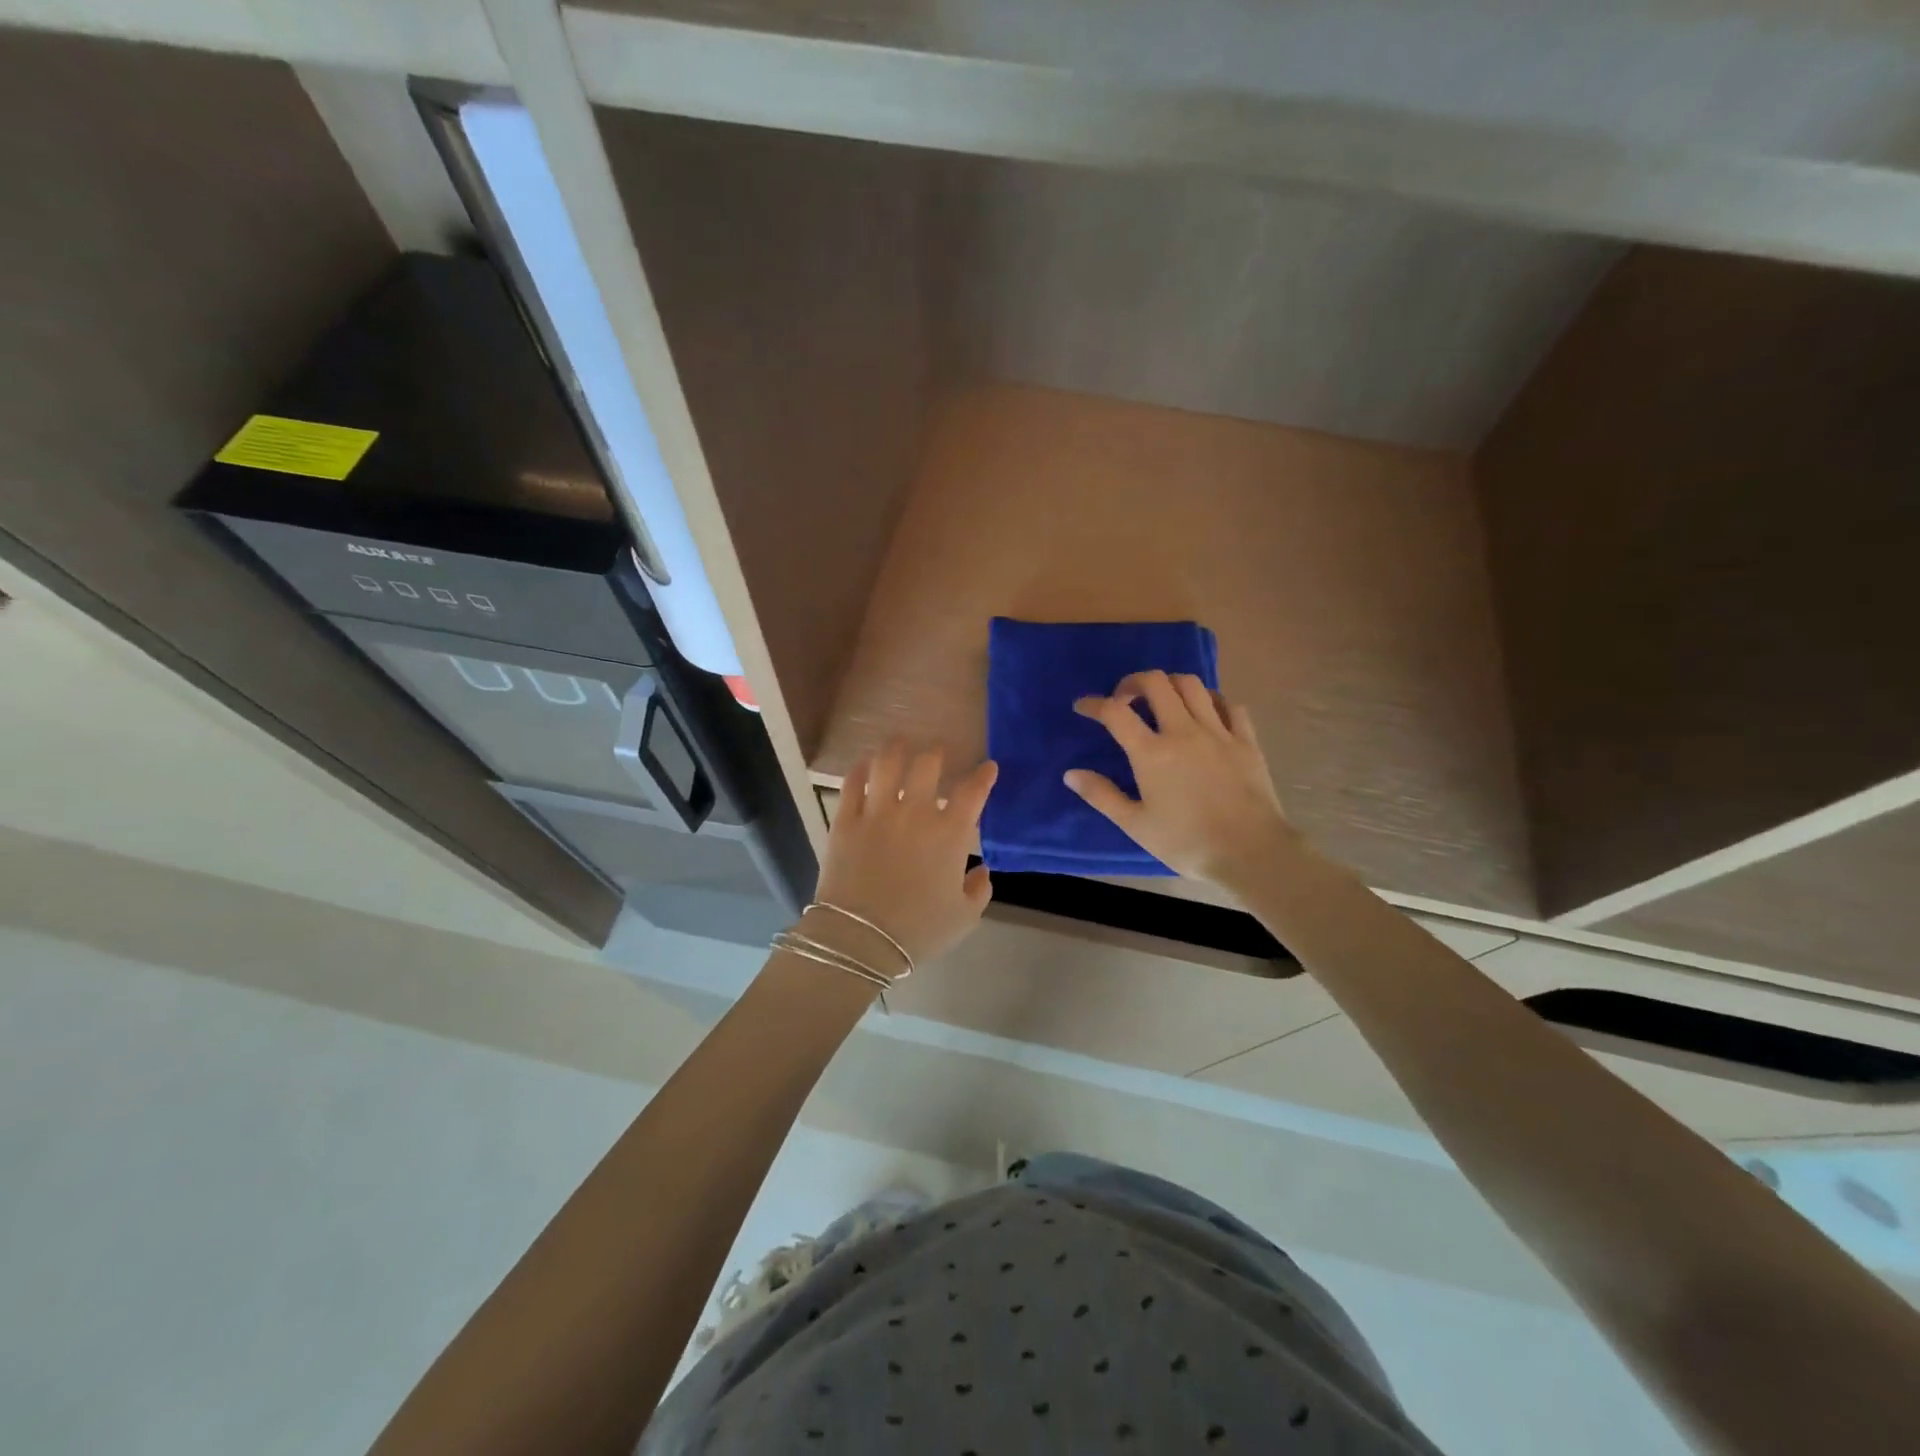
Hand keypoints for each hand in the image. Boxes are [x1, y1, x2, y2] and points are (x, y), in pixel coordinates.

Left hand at [812, 743, 997, 965]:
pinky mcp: (846, 820)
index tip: (988, 766)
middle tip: (937, 752)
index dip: (984, 775)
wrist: (860, 939)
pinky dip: (859, 770)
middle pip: (928, 765)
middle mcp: (916, 812)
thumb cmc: (919, 930)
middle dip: (937, 754)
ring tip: (900, 743)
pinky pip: (852, 783)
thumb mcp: (964, 917)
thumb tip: (981, 871)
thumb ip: (979, 890)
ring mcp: (878, 812)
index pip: (973, 791)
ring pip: (887, 763)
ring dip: (896, 749)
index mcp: (951, 833)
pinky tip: (863, 767)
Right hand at [1065, 670, 1295, 887]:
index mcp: (1152, 753)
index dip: (1094, 704)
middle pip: (1155, 683)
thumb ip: (1102, 796)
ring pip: (1192, 685)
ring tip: (1161, 700)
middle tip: (1124, 699)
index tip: (1083, 706)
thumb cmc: (1187, 842)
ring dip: (1170, 684)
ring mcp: (1218, 732)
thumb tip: (1071, 774)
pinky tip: (1205, 712)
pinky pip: (1228, 704)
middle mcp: (1183, 731)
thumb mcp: (1136, 825)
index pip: (1115, 713)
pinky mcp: (1246, 740)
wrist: (1251, 853)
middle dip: (1132, 682)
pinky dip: (1211, 700)